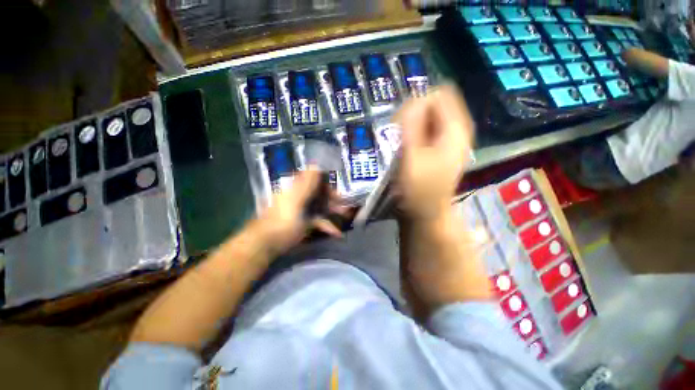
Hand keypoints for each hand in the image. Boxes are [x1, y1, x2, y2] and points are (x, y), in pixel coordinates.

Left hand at [254, 169, 346, 255]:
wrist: (265, 245)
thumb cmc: (282, 221)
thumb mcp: (295, 200)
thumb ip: (306, 183)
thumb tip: (315, 163)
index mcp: (295, 188)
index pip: (313, 179)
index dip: (326, 183)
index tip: (338, 191)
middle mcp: (299, 197)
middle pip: (318, 193)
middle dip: (333, 199)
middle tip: (346, 206)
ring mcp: (301, 211)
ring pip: (320, 207)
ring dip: (333, 212)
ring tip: (346, 217)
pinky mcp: (302, 224)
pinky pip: (317, 221)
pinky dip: (326, 226)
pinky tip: (337, 233)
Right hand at [394, 85, 474, 221]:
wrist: (426, 211)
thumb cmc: (418, 188)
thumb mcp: (411, 155)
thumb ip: (412, 125)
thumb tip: (413, 99)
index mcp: (455, 129)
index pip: (439, 94)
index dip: (417, 104)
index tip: (402, 124)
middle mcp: (458, 129)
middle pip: (435, 103)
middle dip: (413, 115)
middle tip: (400, 136)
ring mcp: (450, 139)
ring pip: (430, 116)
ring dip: (412, 125)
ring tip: (402, 143)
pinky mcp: (442, 147)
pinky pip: (428, 128)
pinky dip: (415, 132)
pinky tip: (407, 147)